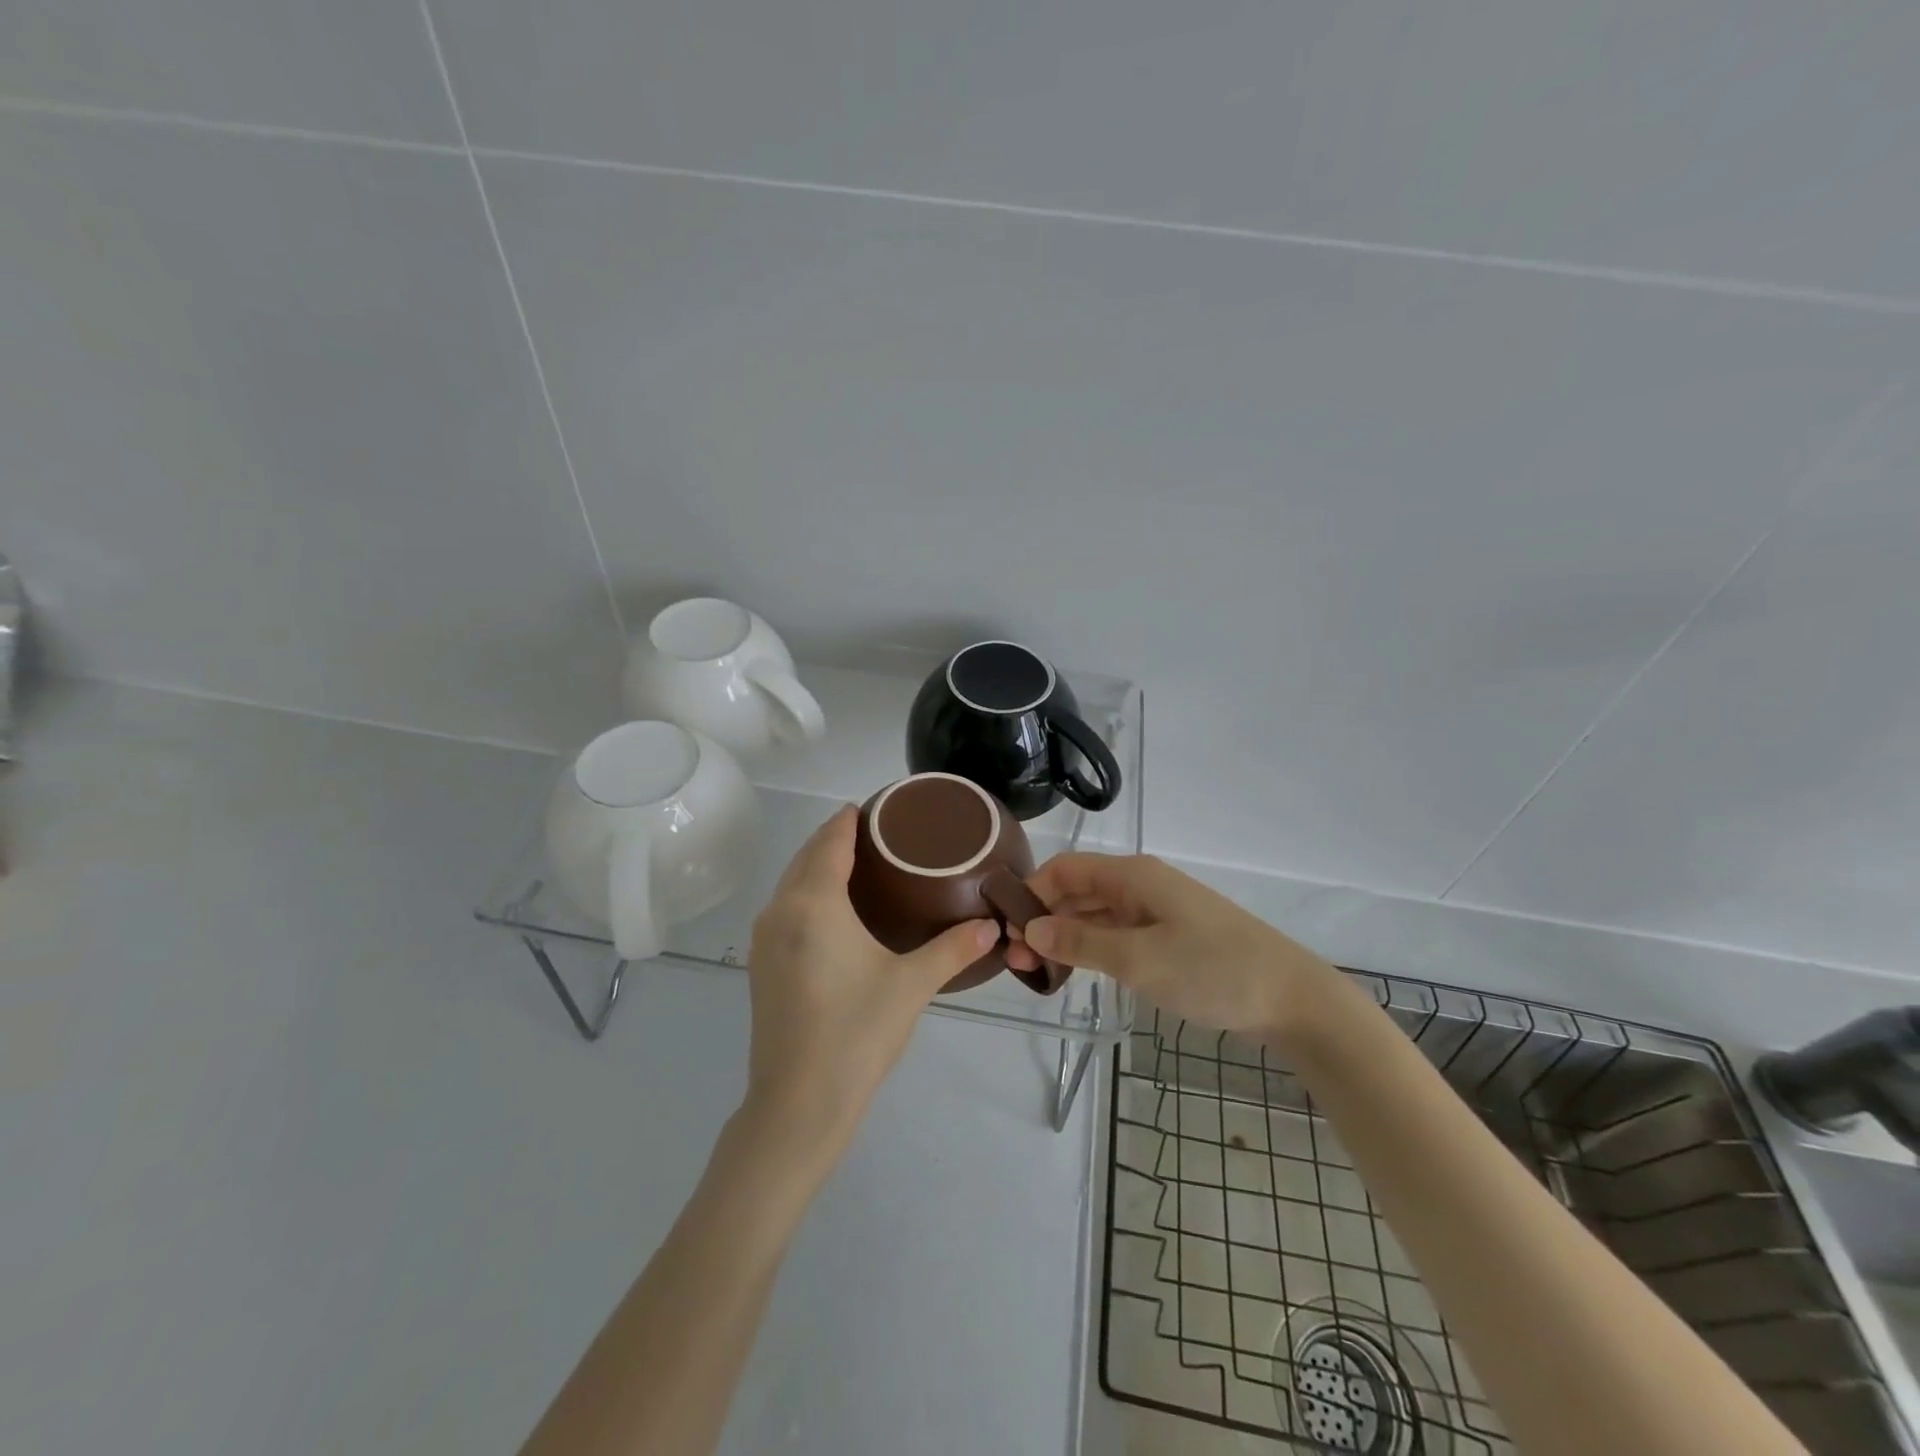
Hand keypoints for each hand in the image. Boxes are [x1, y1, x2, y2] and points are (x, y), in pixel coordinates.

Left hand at [742, 806, 998, 1157]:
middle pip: (805, 857)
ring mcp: (764, 940)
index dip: (847, 821)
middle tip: (873, 833)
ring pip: (790, 883)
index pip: (830, 843)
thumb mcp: (911, 985)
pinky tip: (829, 909)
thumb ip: (953, 949)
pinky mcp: (760, 965)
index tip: (870, 806)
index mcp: (813, 904)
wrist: (797, 1104)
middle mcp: (780, 911)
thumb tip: (993, 927)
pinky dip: (804, 891)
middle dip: (833, 838)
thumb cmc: (857, 1033)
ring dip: (816, 864)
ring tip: (855, 864)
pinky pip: (783, 908)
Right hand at [1006, 853, 1335, 1041]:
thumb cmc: (1212, 970)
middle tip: (1016, 962)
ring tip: (1038, 971)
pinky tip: (1077, 970)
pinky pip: (1117, 933)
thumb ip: (1081, 942)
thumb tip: (1030, 928)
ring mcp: (1157, 911)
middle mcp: (1141, 885)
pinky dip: (1092, 948)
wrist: (1290, 997)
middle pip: (1078, 892)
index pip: (1065, 870)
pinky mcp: (1170, 937)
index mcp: (1132, 876)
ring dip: (1065, 936)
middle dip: (1043, 920)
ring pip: (1096, 915)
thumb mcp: (1139, 959)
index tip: (1006, 929)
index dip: (1031, 894)